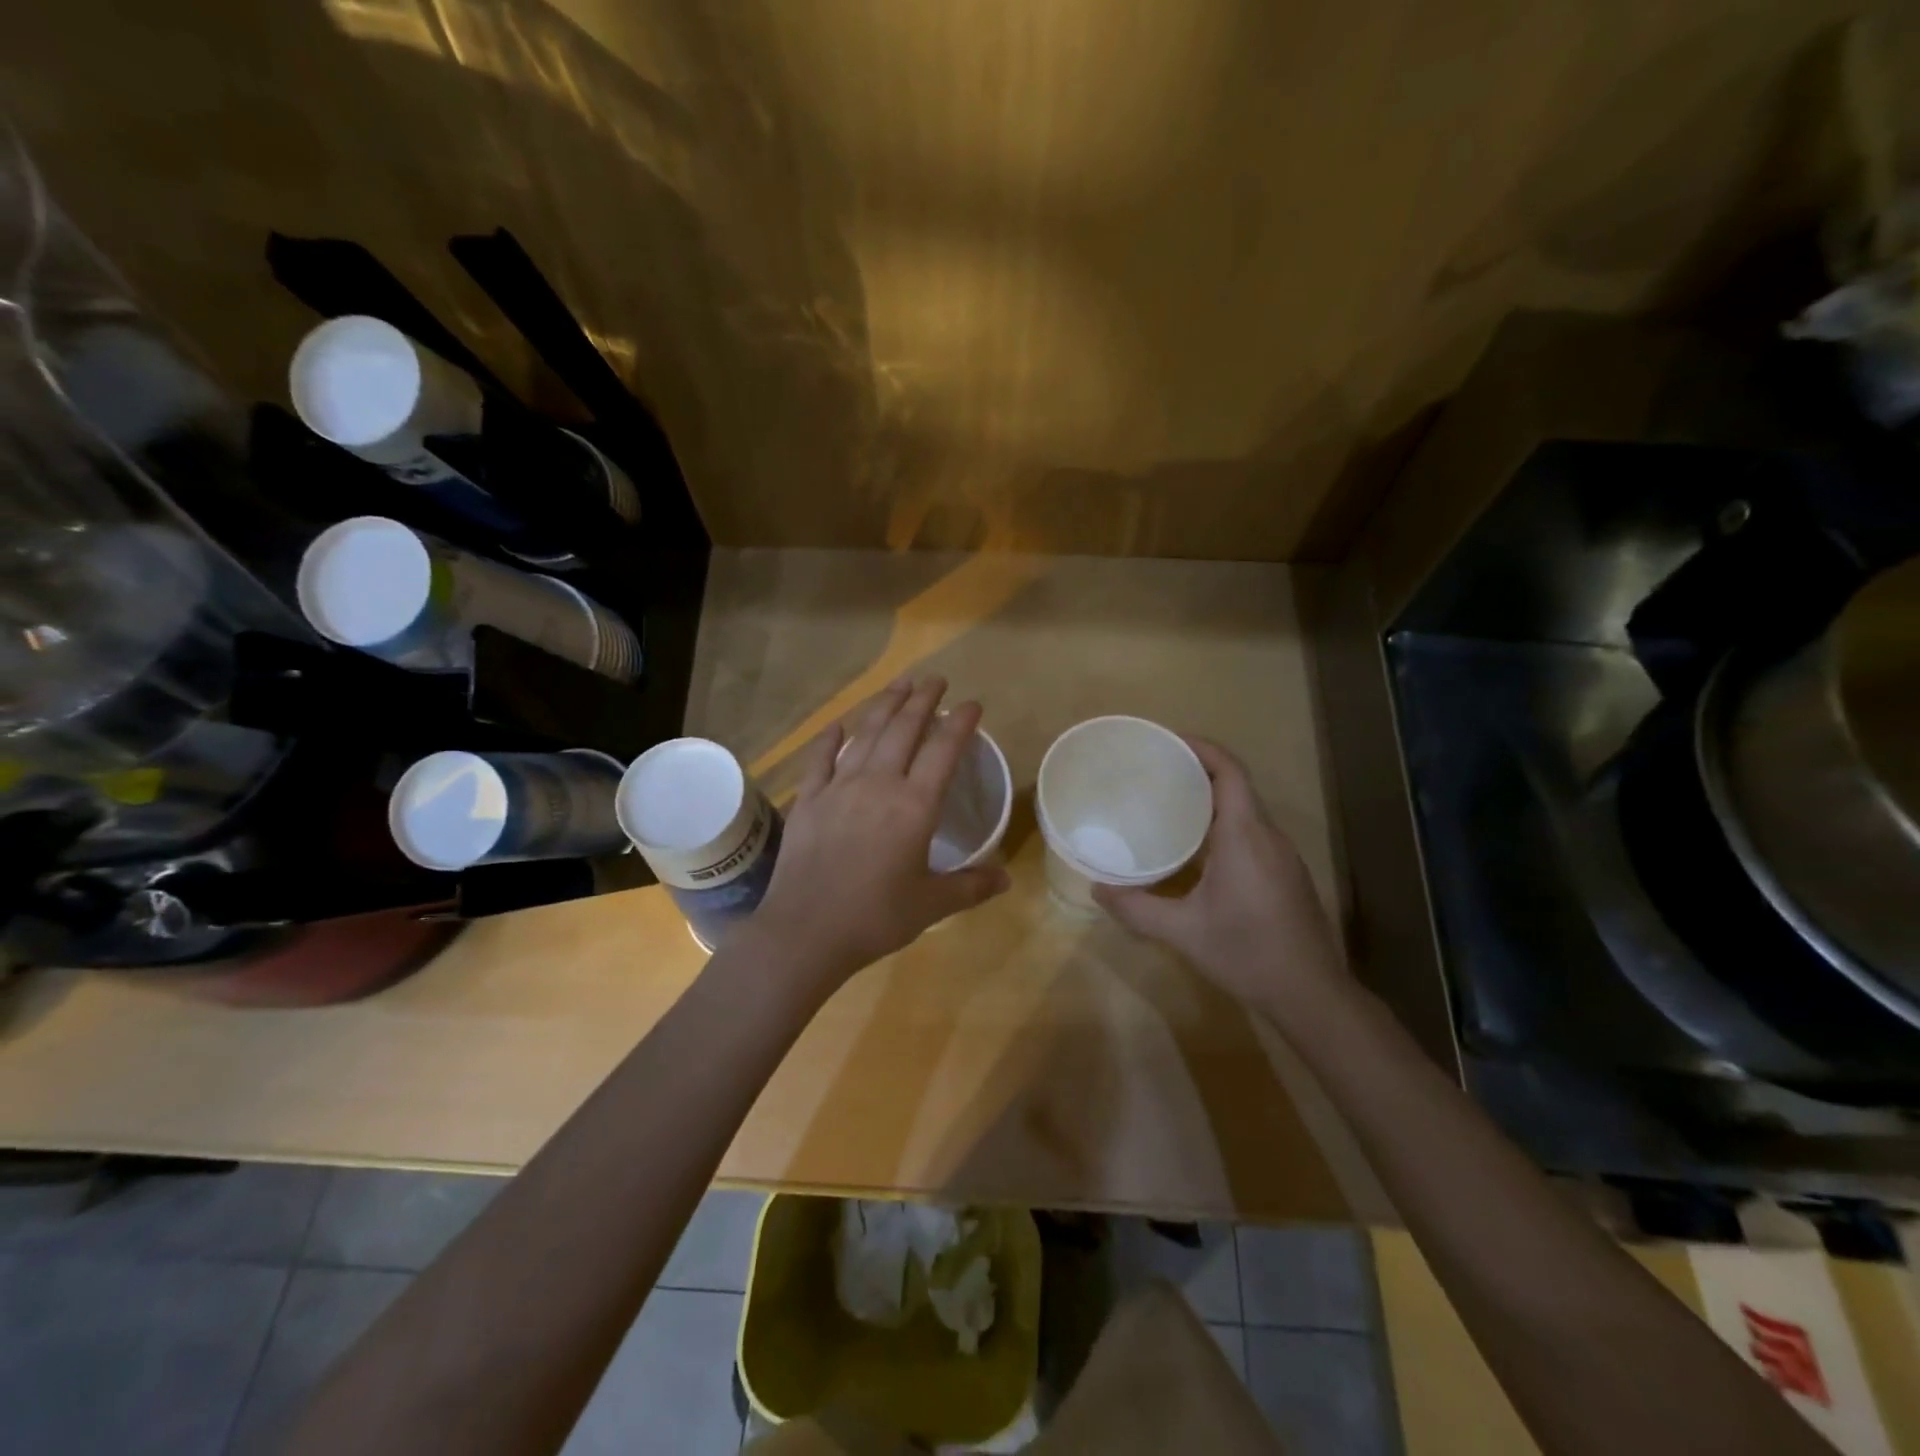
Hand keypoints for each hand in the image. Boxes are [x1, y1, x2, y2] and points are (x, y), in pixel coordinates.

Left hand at [750, 677, 1009, 988]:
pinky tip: (838, 725)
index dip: (960, 722)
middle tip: (935, 679)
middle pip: (903, 730)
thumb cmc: (875, 918)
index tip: (972, 703)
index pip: (944, 751)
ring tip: (899, 685)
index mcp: (914, 806)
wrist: (806, 932)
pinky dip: (831, 738)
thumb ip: (971, 887)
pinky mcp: (808, 800)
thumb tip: (1006, 879)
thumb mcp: (932, 905)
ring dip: (884, 706)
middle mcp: (878, 785)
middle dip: (922, 700)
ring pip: (866, 735)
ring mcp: (838, 788)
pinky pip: (820, 759)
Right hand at [1093, 737, 1346, 1017]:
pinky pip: (1253, 832)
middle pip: (1236, 786)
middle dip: (1197, 772)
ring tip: (1169, 804)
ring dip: (1211, 799)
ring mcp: (1283, 855)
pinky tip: (1198, 847)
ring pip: (1246, 810)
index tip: (1167, 742)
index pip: (1230, 772)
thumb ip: (1136, 908)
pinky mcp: (1287, 874)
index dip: (1201, 749)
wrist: (1311, 994)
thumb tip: (1097, 889)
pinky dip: (1224, 824)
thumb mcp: (1182, 932)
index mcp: (1244, 837)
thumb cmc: (1246, 954)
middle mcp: (1268, 836)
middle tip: (1155, 773)